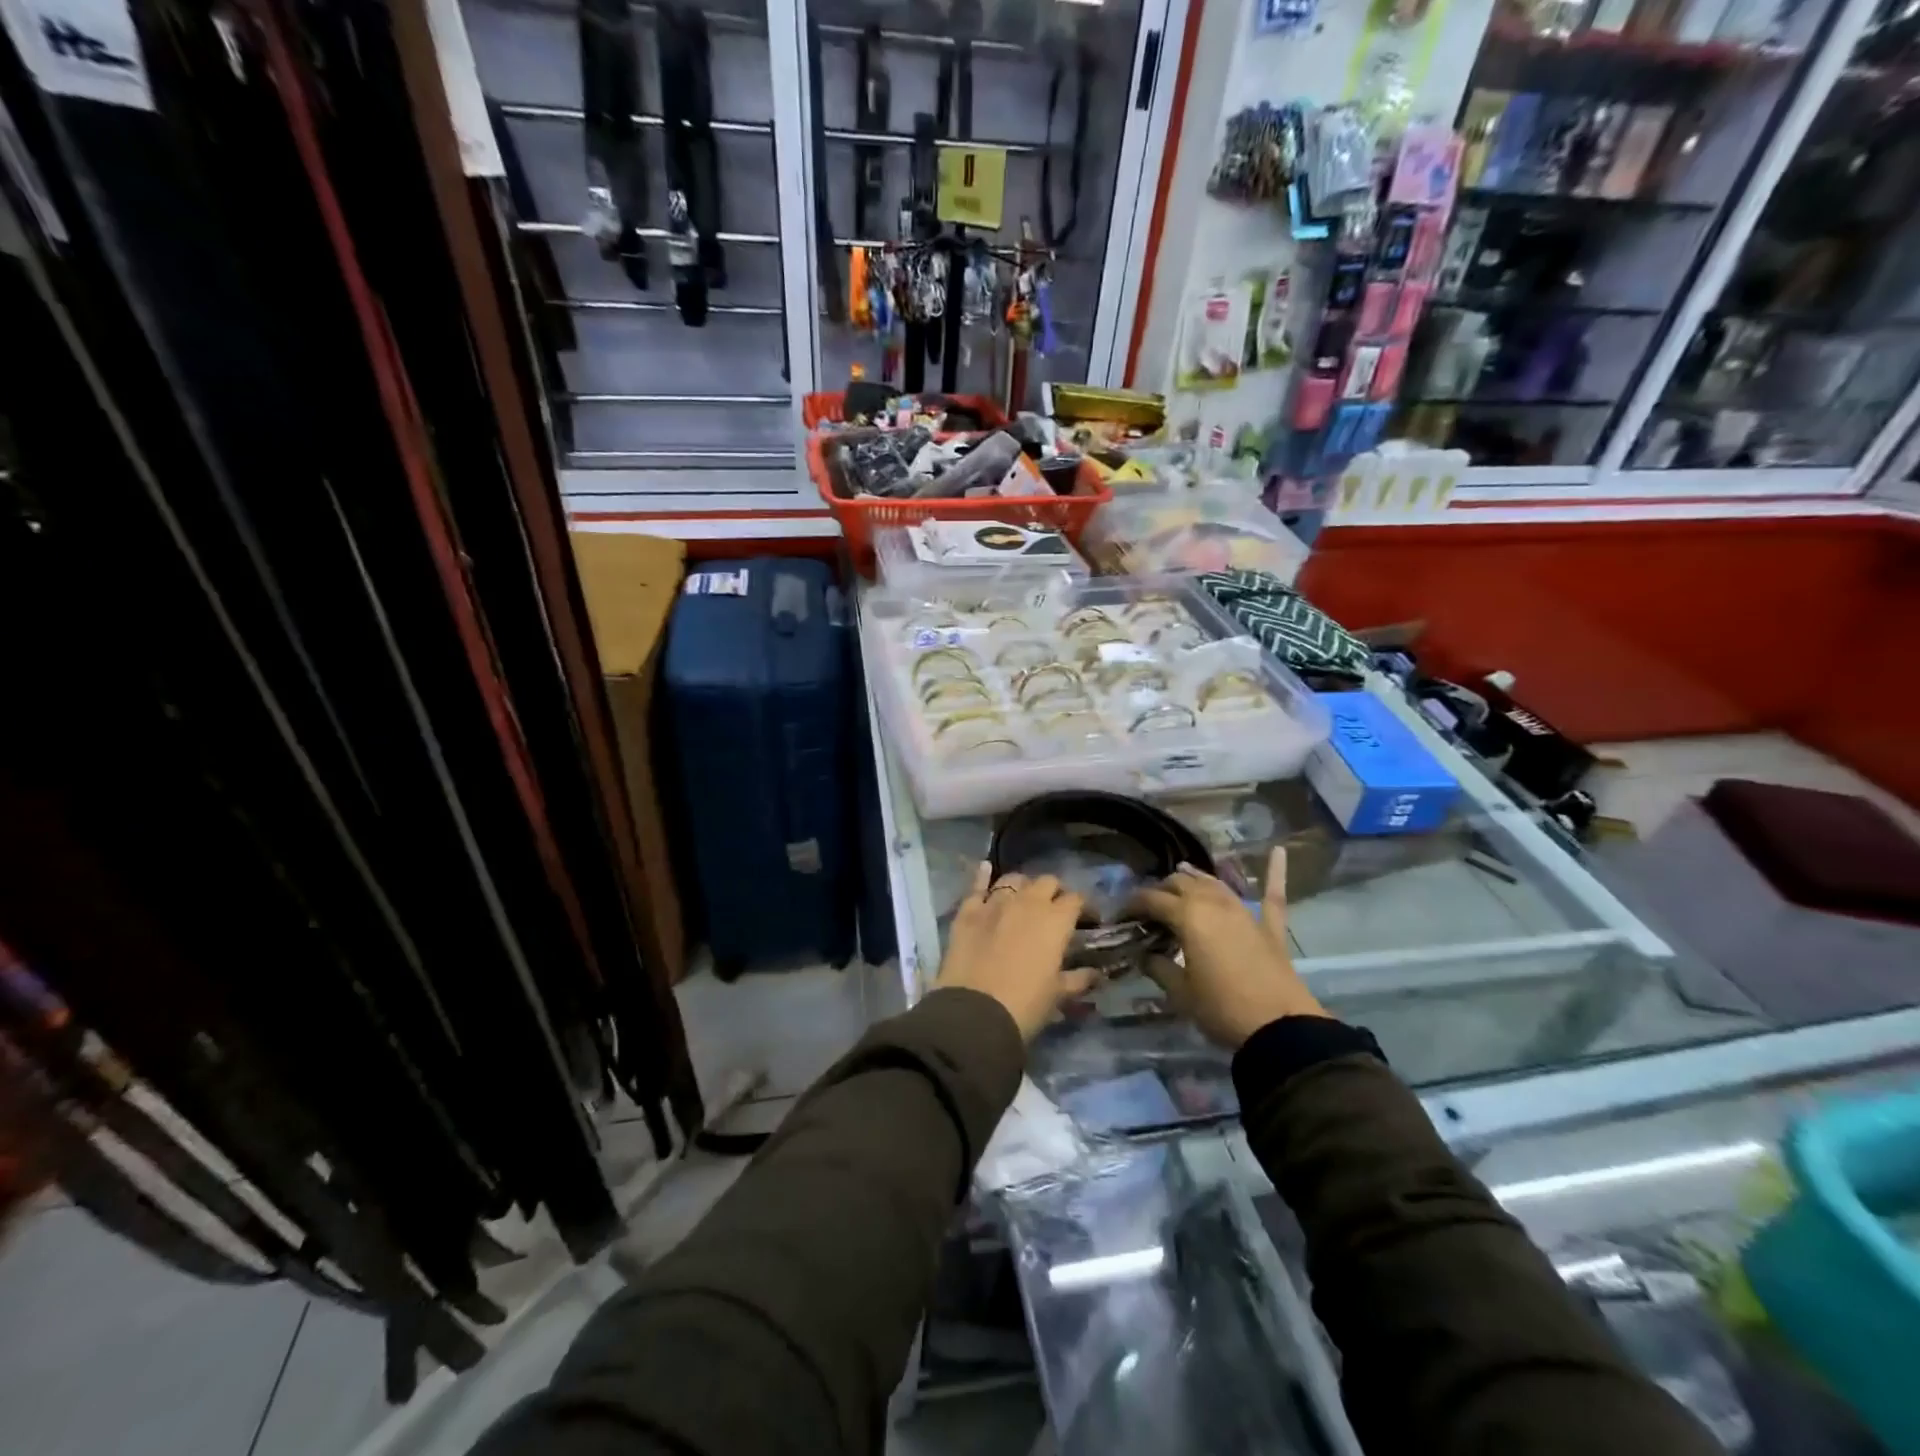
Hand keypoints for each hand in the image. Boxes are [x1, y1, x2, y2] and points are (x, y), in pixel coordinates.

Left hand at [934, 865, 1097, 1041]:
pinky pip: (977, 886)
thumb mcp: (1057, 995)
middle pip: (1047, 882)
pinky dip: (983, 876)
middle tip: (1054, 910)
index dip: (1083, 907)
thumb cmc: (1025, 1005)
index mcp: (1055, 920)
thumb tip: (1096, 974)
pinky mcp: (967, 911)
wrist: (975, 1013)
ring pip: (1014, 879)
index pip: (1076, 899)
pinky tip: (986, 868)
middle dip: (1054, 892)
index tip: (1087, 920)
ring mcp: (995, 903)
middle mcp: (1028, 902)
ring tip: (1023, 899)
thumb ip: (1078, 979)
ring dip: (1023, 886)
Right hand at [1131, 847, 1326, 1049]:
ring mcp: (1245, 912)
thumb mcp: (1180, 993)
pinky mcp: (1270, 927)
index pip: (1152, 899)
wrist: (1280, 1029)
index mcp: (1188, 916)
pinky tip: (1278, 850)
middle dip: (1162, 890)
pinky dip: (1275, 872)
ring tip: (1182, 878)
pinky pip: (1272, 894)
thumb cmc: (1221, 1009)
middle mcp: (1214, 903)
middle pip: (1182, 884)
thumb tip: (1145, 956)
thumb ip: (1159, 968)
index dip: (1133, 904)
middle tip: (1149, 907)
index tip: (1122, 913)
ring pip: (1215, 883)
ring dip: (1196, 879)